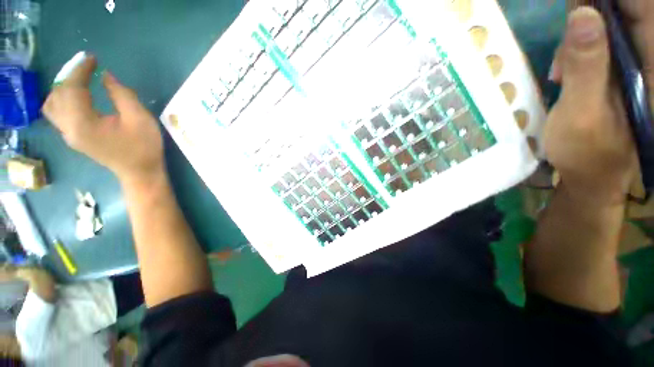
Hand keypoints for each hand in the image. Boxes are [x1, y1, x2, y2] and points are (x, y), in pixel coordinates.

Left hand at [42, 55, 163, 183]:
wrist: (140, 172)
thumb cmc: (144, 147)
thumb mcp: (140, 119)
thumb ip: (122, 95)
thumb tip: (106, 76)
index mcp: (83, 123)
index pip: (72, 89)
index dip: (81, 70)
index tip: (92, 58)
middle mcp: (69, 128)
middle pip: (58, 95)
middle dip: (71, 76)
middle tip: (87, 67)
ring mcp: (69, 135)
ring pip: (52, 105)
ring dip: (63, 88)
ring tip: (79, 80)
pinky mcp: (73, 137)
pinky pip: (57, 113)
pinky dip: (63, 99)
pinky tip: (76, 95)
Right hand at [546, 7, 636, 204]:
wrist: (589, 175)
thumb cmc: (587, 152)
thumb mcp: (582, 112)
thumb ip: (587, 66)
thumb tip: (583, 15)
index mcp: (653, 69)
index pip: (642, 11)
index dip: (611, 0)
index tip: (581, 3)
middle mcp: (648, 60)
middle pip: (624, 13)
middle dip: (590, 14)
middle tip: (565, 33)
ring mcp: (632, 65)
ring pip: (607, 26)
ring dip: (579, 35)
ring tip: (560, 67)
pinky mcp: (615, 72)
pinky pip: (598, 43)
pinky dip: (577, 48)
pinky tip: (563, 69)